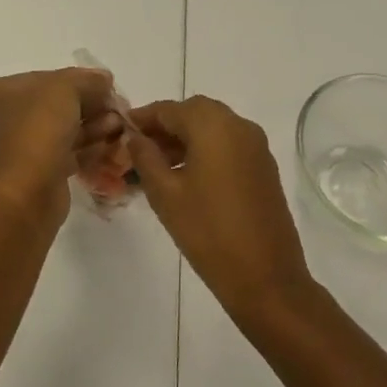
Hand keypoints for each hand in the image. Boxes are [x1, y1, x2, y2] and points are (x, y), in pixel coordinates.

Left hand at [0, 68, 121, 220]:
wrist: (27, 191)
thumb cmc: (38, 129)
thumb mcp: (65, 89)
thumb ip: (87, 79)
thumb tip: (104, 79)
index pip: (45, 79)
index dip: (80, 80)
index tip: (107, 86)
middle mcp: (3, 119)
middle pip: (55, 105)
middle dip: (90, 106)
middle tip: (117, 109)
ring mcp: (17, 149)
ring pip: (62, 131)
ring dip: (93, 126)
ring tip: (118, 127)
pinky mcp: (34, 174)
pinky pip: (64, 154)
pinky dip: (87, 148)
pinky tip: (110, 146)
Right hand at [124, 96, 313, 325]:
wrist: (266, 277)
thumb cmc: (208, 232)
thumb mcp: (165, 194)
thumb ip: (145, 157)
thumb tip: (135, 136)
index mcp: (214, 125)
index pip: (169, 109)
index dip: (142, 118)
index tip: (120, 132)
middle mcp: (239, 125)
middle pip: (194, 112)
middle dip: (165, 126)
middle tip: (139, 149)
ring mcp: (257, 147)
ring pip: (213, 128)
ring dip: (186, 138)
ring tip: (158, 166)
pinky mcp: (264, 167)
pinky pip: (229, 145)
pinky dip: (206, 150)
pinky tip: (187, 177)